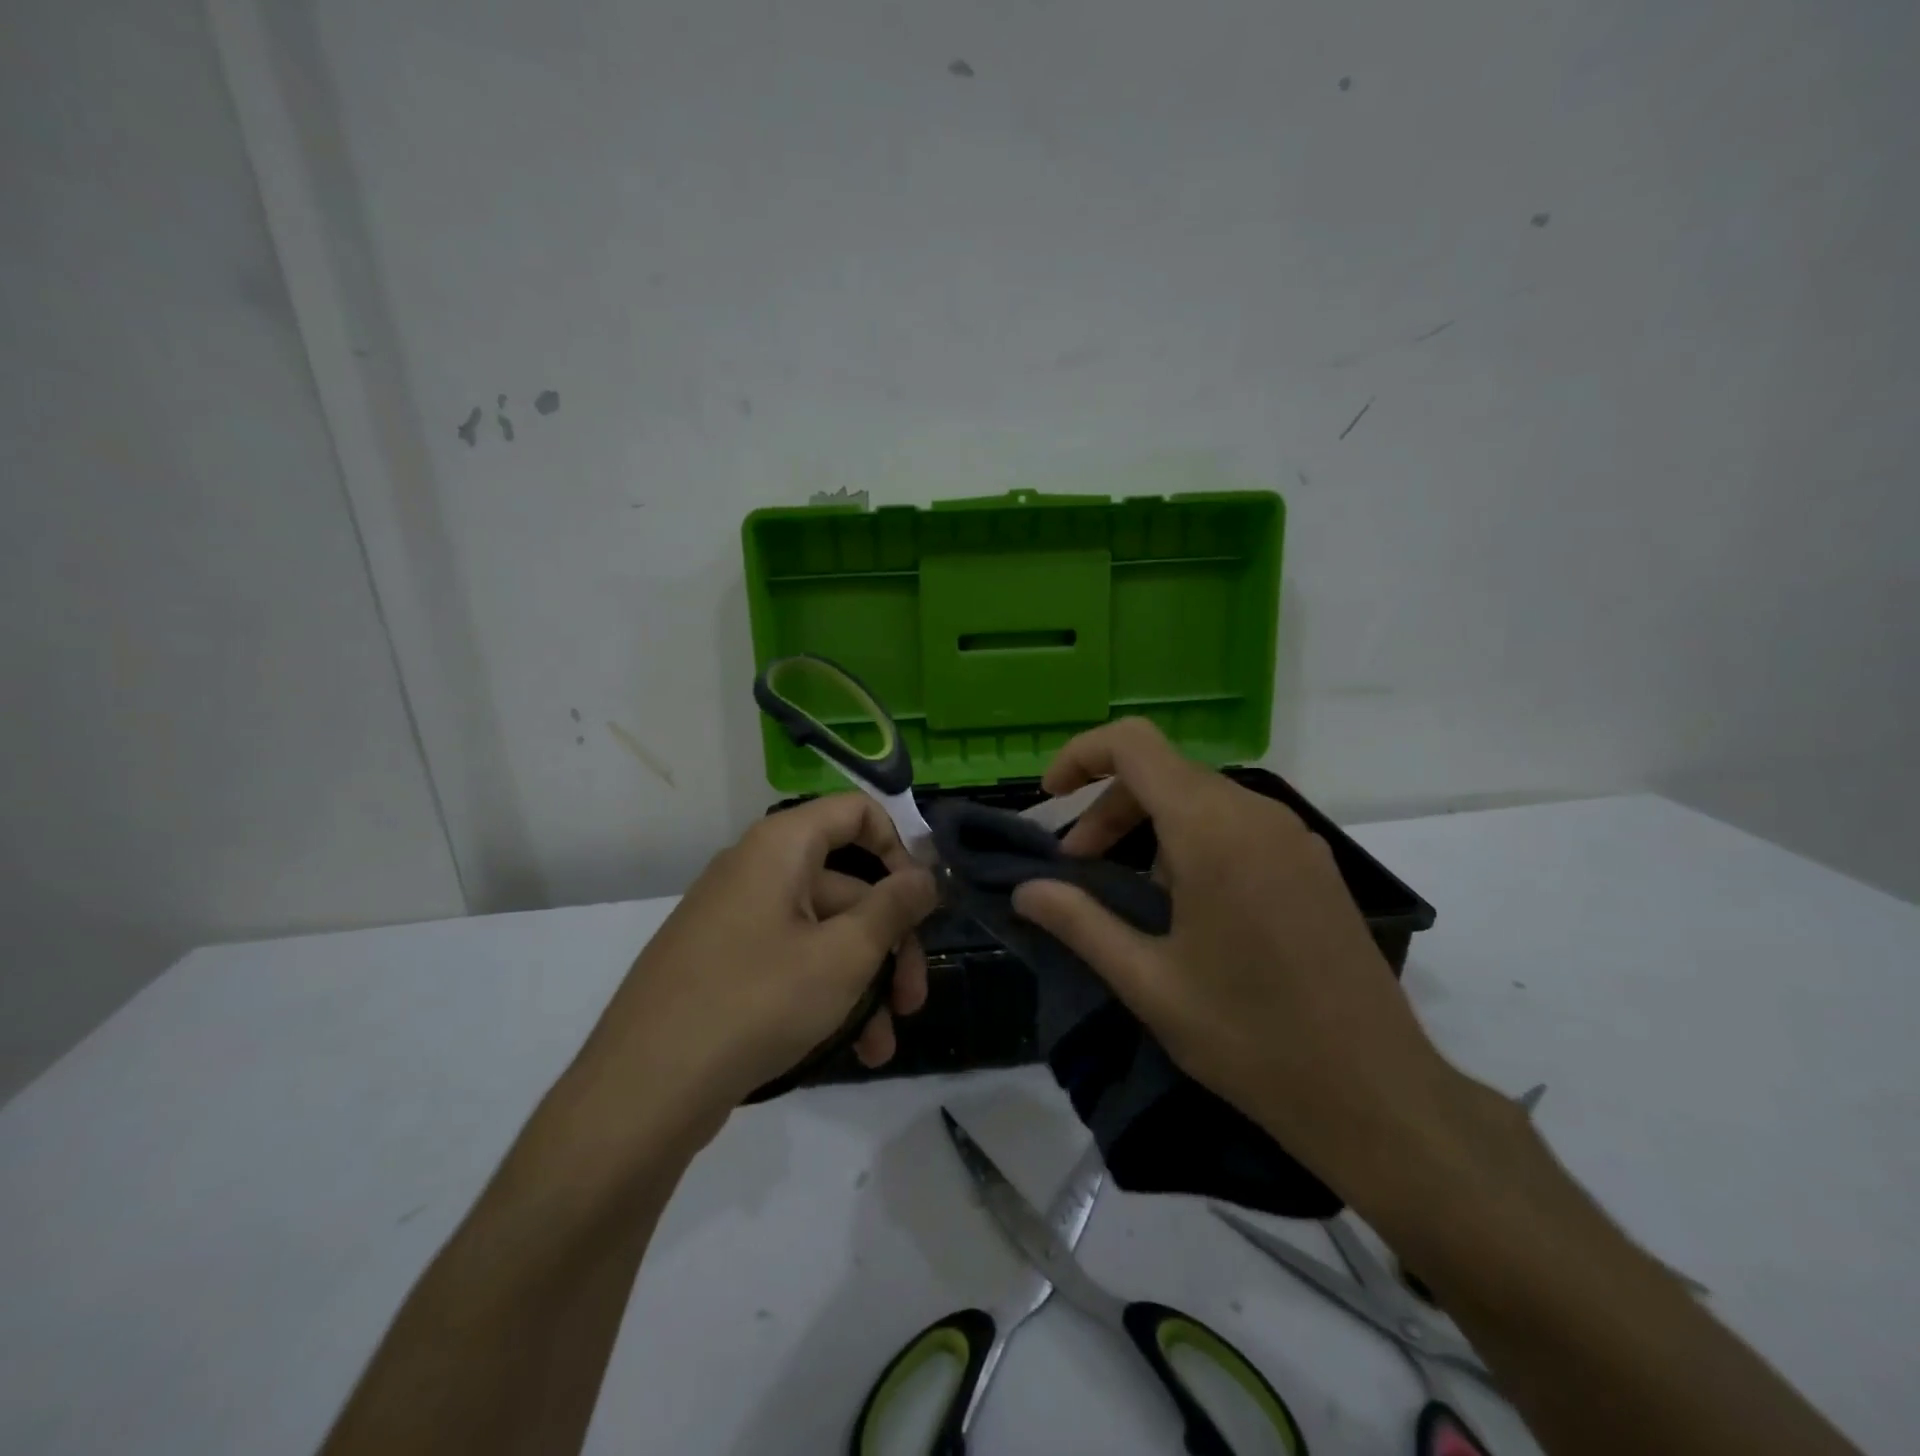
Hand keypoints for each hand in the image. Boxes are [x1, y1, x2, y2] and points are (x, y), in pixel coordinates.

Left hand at [583, 795, 937, 1123]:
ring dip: (863, 983)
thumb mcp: (844, 954)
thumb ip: (894, 908)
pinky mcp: (723, 964)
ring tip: (882, 1045)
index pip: (856, 813)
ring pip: (823, 934)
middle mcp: (757, 870)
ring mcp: (736, 920)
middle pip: (847, 886)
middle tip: (912, 1001)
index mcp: (781, 846)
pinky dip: (825, 993)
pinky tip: (850, 1050)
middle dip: (889, 944)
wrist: (643, 1089)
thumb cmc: (757, 1001)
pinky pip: (791, 961)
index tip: (920, 903)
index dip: (898, 849)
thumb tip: (926, 875)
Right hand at [1012, 719, 1451, 1188]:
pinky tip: (1186, 905)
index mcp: (1211, 830)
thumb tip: (1025, 890)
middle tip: (1078, 870)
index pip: (1133, 744)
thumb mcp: (1148, 982)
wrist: (1377, 1093)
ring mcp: (1292, 836)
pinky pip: (1236, 824)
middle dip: (1109, 809)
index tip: (1050, 799)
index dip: (1081, 755)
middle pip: (1162, 772)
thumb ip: (1078, 922)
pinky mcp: (1312, 863)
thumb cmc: (1250, 1037)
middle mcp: (1255, 814)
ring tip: (1128, 893)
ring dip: (1148, 827)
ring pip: (1200, 797)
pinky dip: (1191, 840)